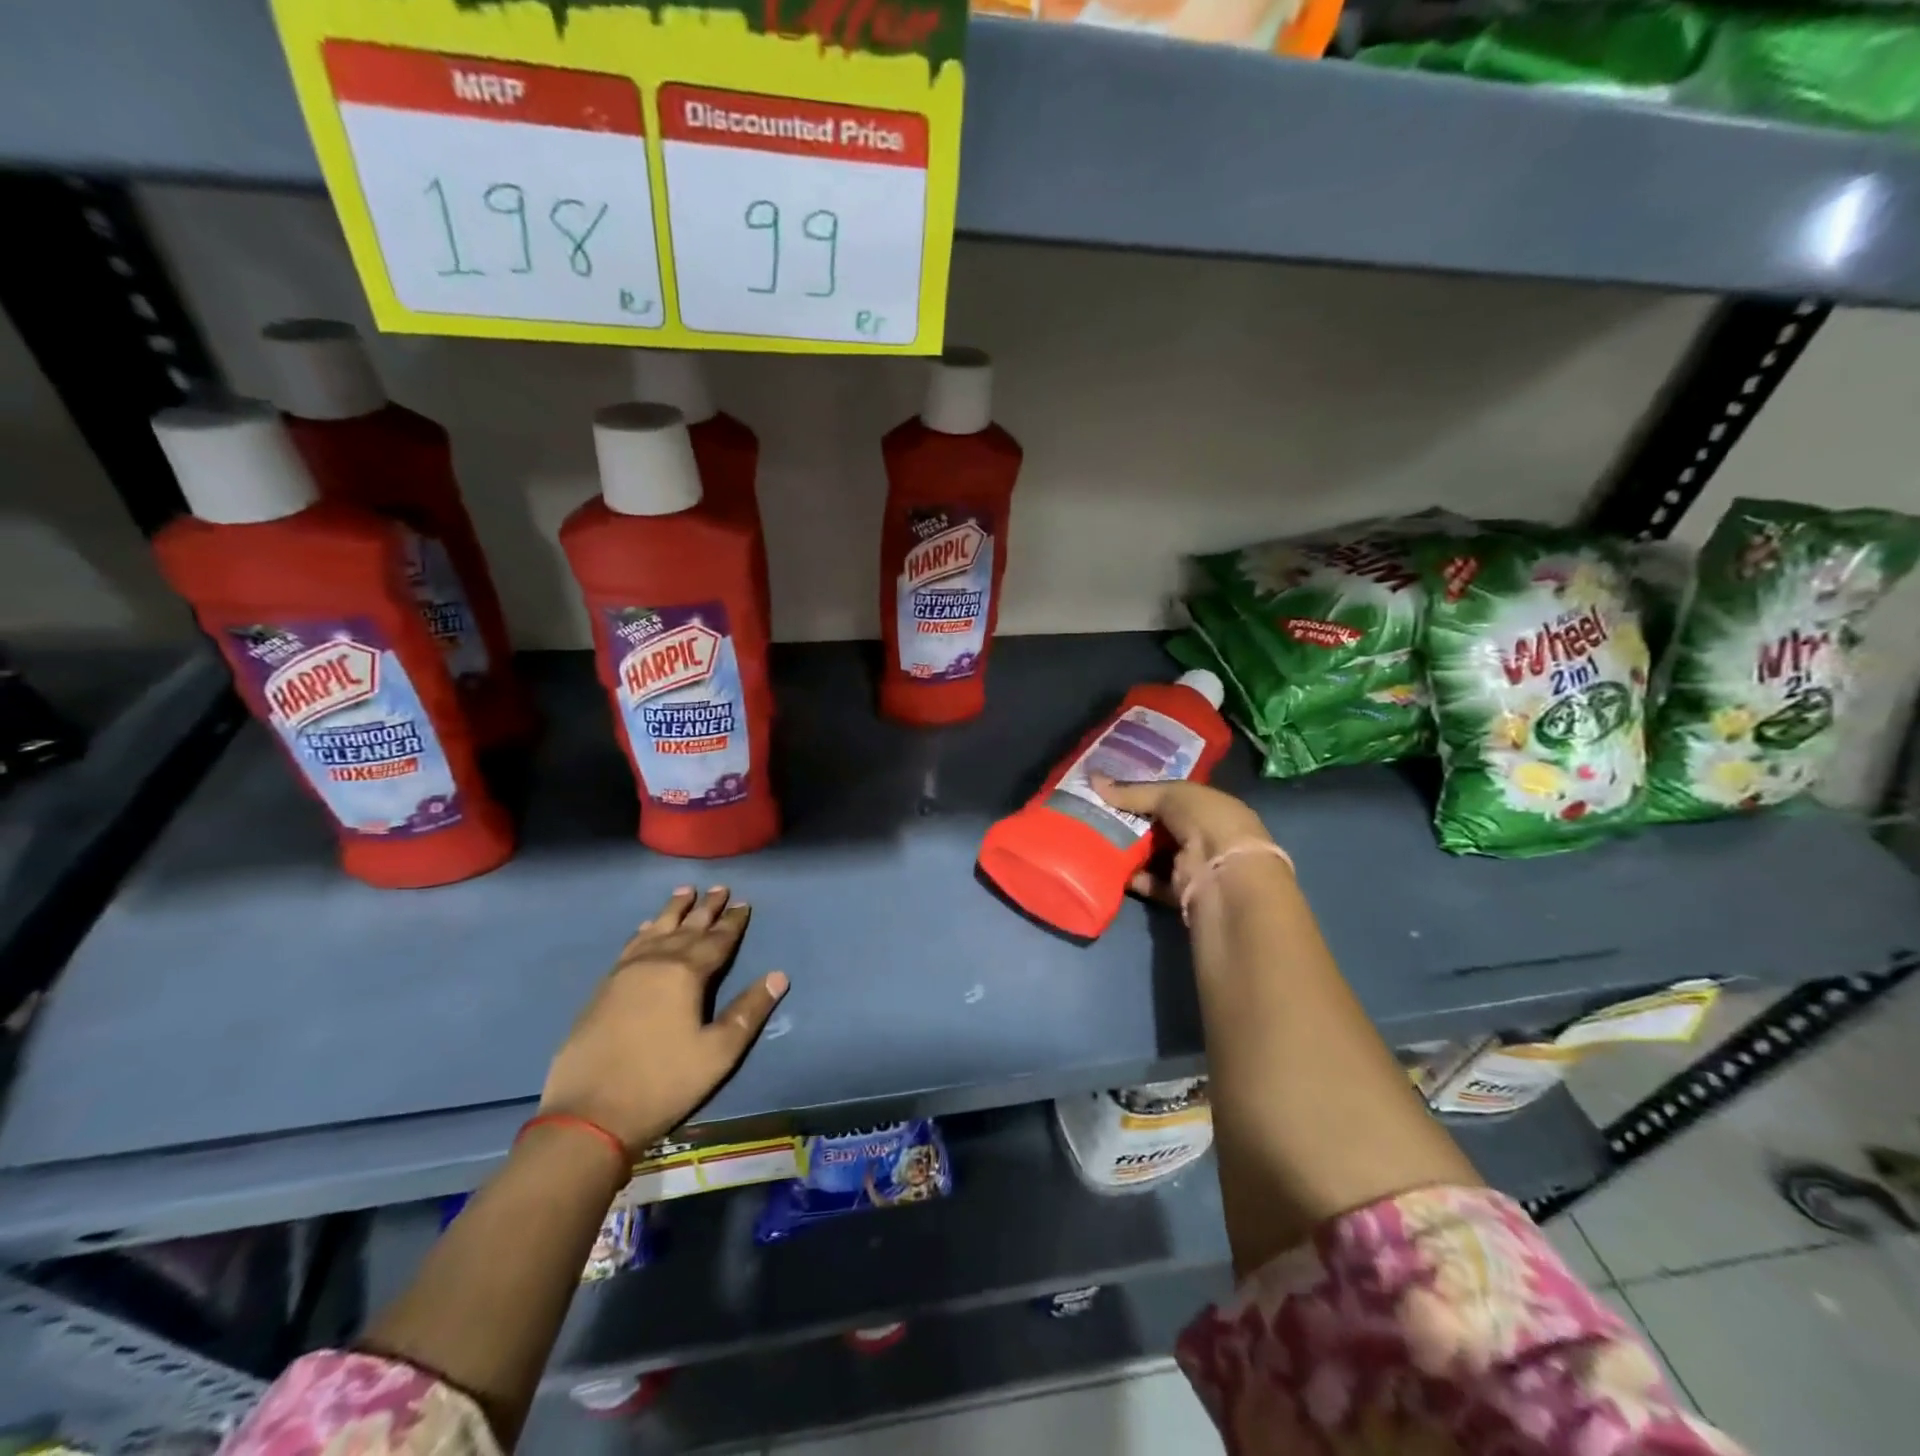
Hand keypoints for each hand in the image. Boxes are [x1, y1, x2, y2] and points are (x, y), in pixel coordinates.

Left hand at [539, 886, 788, 1153]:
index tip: (744, 903)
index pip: (717, 940)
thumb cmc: (664, 1083)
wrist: (589, 1114)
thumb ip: (749, 1011)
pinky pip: (630, 946)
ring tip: (684, 891)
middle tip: (719, 887)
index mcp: (686, 974)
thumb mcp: (718, 1052)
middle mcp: (655, 963)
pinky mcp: (603, 989)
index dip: (733, 922)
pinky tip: (645, 927)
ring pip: (655, 931)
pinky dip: (644, 931)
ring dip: (673, 911)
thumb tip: (779, 975)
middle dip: (706, 908)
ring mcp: (625, 973)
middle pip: (686, 928)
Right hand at [1090, 775, 1273, 905]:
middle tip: (1095, 813)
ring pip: (1153, 855)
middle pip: (1159, 827)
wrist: (1223, 872)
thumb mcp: (1169, 794)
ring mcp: (1193, 864)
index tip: (1112, 789)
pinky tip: (1108, 866)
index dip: (1143, 792)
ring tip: (1095, 837)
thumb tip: (1092, 779)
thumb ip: (1132, 791)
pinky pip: (1150, 882)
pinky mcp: (1180, 891)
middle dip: (1130, 821)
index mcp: (1208, 806)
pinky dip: (1132, 877)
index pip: (1172, 796)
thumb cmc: (1205, 820)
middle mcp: (1203, 835)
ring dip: (1129, 849)